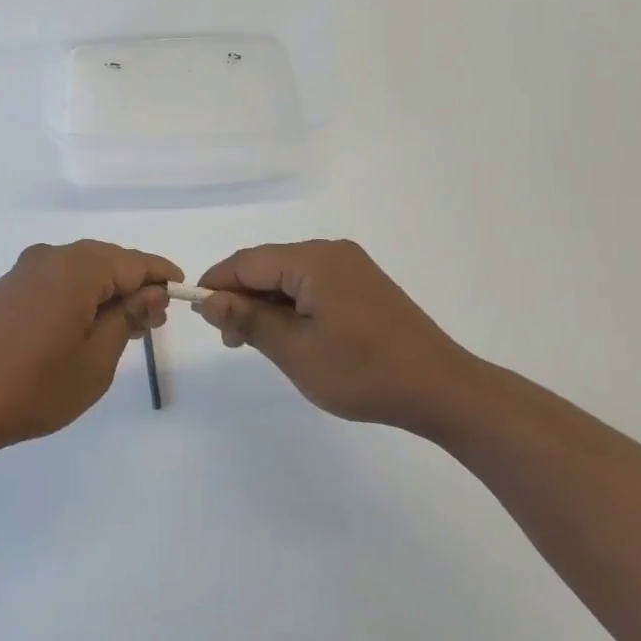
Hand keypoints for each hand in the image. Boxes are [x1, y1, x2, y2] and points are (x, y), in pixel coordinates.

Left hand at [0, 241, 180, 455]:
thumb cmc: (33, 387)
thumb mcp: (96, 360)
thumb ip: (127, 319)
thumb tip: (150, 294)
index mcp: (76, 268)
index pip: (133, 262)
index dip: (161, 276)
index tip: (181, 293)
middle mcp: (49, 258)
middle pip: (106, 261)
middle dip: (134, 286)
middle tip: (152, 323)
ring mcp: (23, 272)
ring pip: (80, 271)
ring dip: (105, 292)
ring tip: (123, 329)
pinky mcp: (6, 290)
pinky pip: (56, 281)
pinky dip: (78, 296)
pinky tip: (84, 326)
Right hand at [194, 239, 484, 433]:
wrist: (441, 388)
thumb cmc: (363, 373)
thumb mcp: (296, 351)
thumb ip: (249, 320)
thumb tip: (209, 300)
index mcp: (313, 261)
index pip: (246, 262)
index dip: (217, 284)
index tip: (199, 316)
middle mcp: (330, 252)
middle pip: (267, 265)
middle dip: (242, 297)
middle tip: (231, 340)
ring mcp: (350, 266)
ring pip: (288, 276)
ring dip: (266, 304)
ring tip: (258, 343)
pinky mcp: (362, 283)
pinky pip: (312, 284)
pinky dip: (292, 305)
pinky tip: (292, 335)